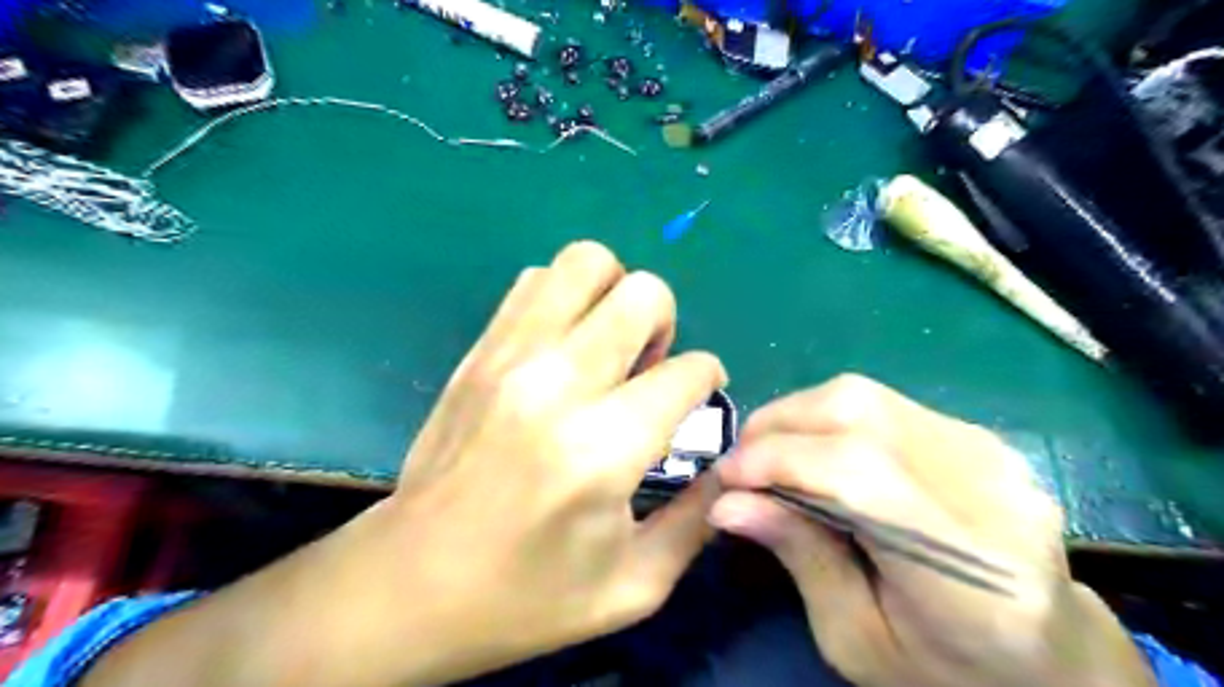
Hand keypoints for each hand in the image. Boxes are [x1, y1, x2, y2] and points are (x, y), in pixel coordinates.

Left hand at [87, 242, 724, 686]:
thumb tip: (728, 465)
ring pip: (586, 263)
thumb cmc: (525, 599)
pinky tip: (563, 347)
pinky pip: (535, 281)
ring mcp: (510, 357)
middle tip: (649, 368)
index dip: (708, 381)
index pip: (688, 371)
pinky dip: (565, 297)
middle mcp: (557, 383)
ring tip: (606, 347)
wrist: (409, 584)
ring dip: (614, 295)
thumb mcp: (635, 586)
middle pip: (642, 293)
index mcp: (602, 448)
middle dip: (666, 323)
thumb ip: (699, 520)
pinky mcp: (479, 351)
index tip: (697, 403)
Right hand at [710, 377, 1160, 685]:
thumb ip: (799, 557)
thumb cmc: (947, 668)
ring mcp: (990, 451)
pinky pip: (881, 404)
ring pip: (865, 396)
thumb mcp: (856, 640)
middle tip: (739, 464)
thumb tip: (727, 502)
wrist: (1049, 655)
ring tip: (768, 455)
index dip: (780, 461)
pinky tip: (814, 451)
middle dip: (778, 427)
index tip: (725, 479)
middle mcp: (990, 490)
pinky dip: (828, 419)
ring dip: (797, 417)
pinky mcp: (977, 434)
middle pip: (859, 414)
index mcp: (971, 571)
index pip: (859, 474)